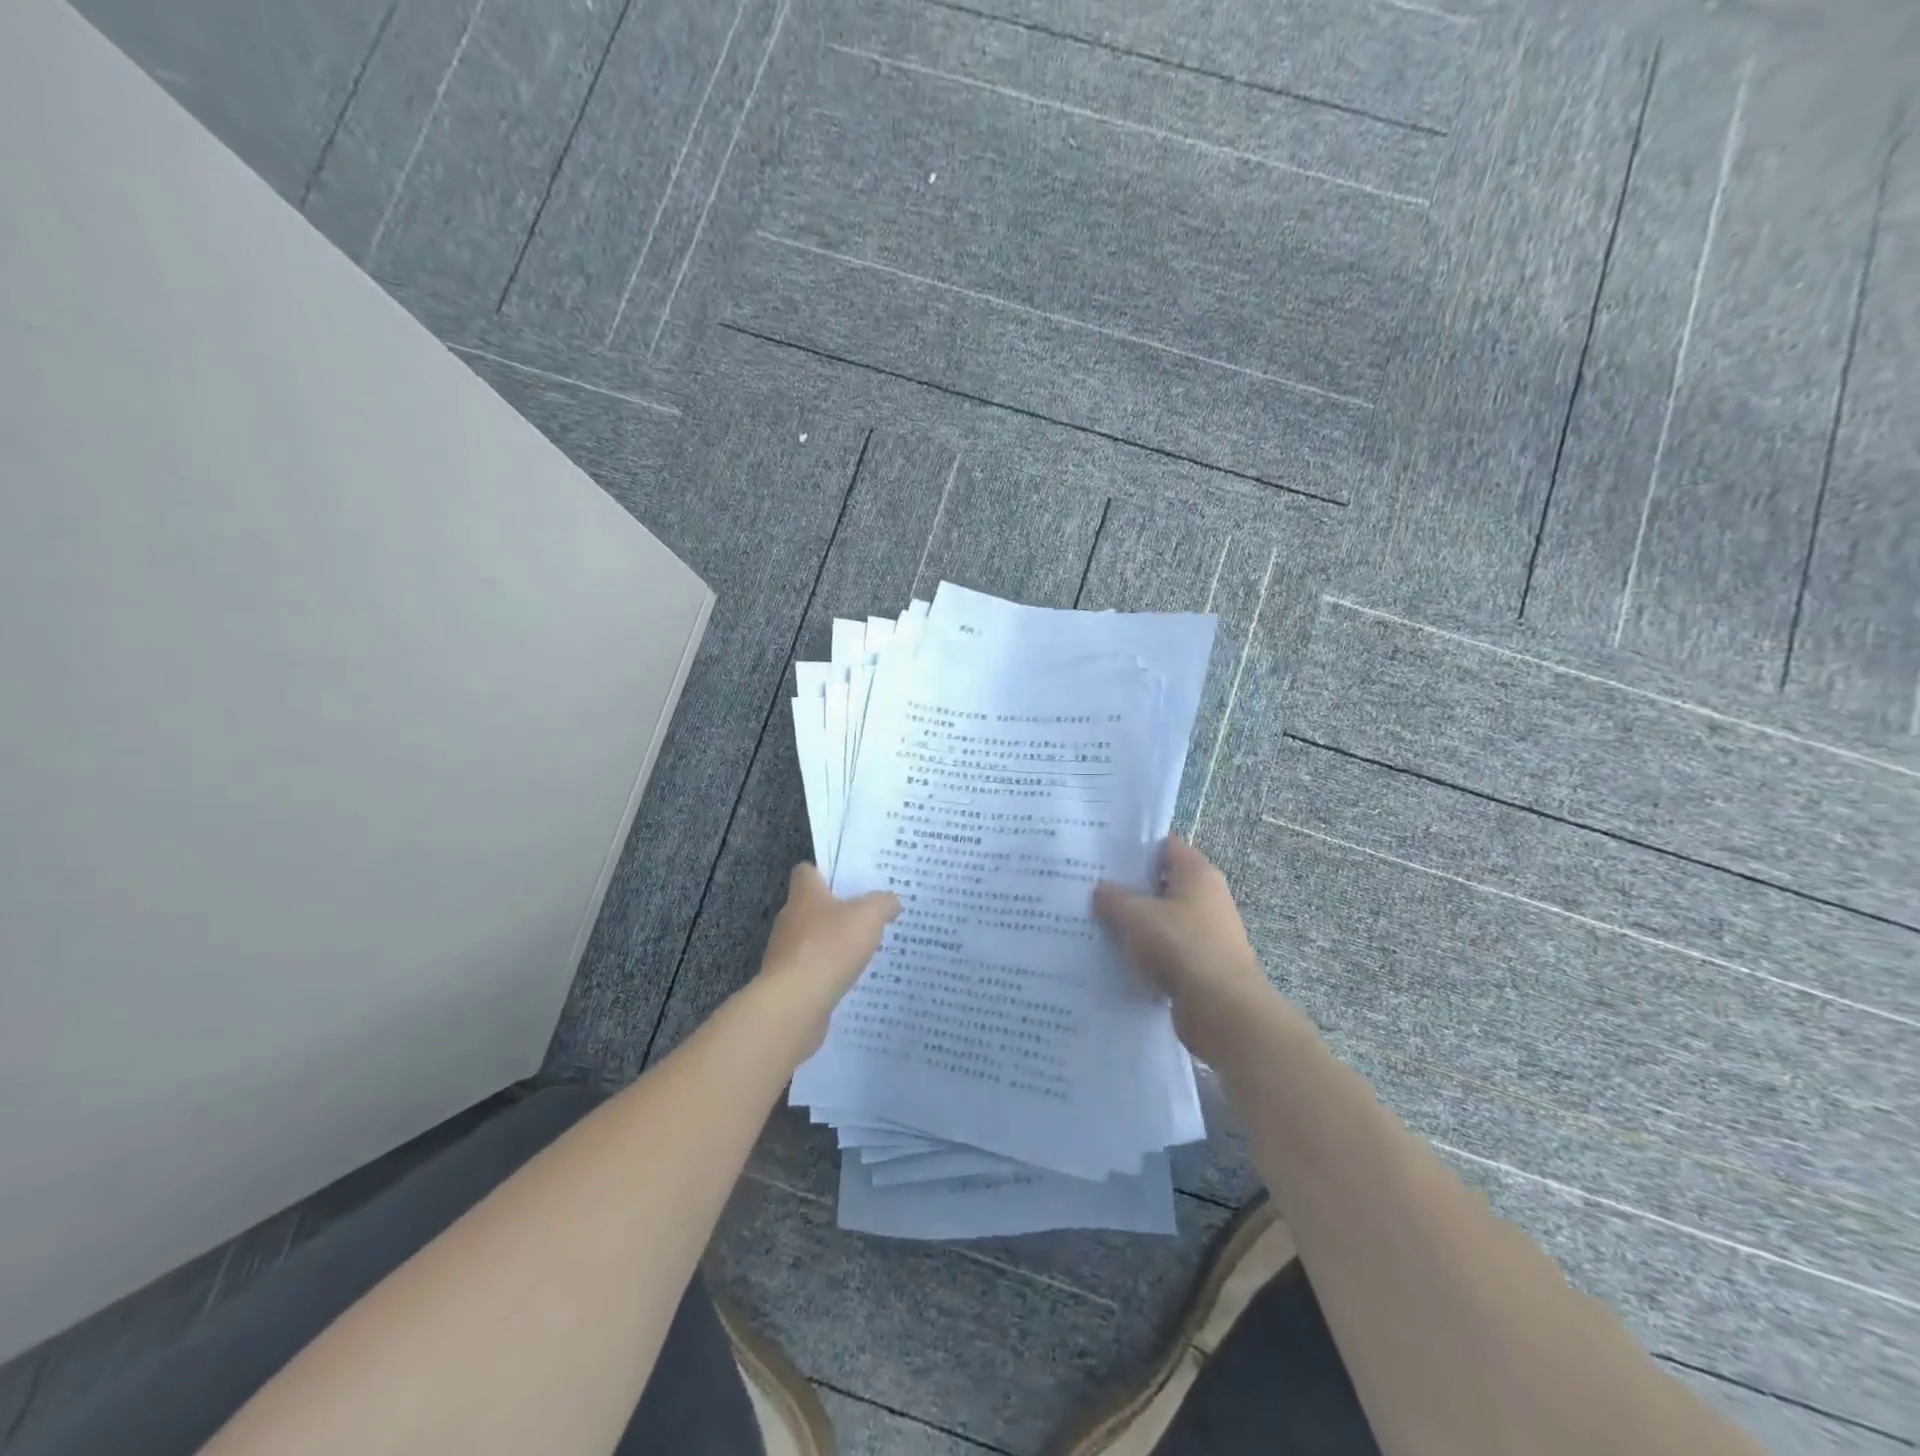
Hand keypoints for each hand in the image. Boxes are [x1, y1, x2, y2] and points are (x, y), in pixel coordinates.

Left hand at [757, 863, 899, 1053]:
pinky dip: (826, 972)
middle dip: (835, 911)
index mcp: (805, 895)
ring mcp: (785, 952)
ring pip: (810, 939)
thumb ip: (883, 903)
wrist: (795, 1003)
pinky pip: (810, 969)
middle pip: (811, 906)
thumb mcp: (869, 916)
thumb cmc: (830, 947)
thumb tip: (891, 901)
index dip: (826, 873)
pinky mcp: (787, 981)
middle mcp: (789, 918)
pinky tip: (848, 979)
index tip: (849, 881)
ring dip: (831, 944)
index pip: (806, 872)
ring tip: (861, 950)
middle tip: (866, 916)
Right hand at [1093, 837, 1274, 1060]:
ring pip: (1163, 917)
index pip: (1165, 845)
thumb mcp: (1137, 915)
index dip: (1135, 845)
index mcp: (1197, 873)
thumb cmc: (1181, 945)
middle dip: (1129, 885)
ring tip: (1096, 920)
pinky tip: (1116, 954)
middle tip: (1090, 886)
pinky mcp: (1202, 963)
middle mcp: (1207, 897)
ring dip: (1136, 921)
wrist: (1222, 1009)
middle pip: (1162, 881)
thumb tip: (1101, 890)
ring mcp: (1207, 932)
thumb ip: (1114, 898)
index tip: (1103, 851)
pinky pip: (1167, 948)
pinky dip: (1146, 950)